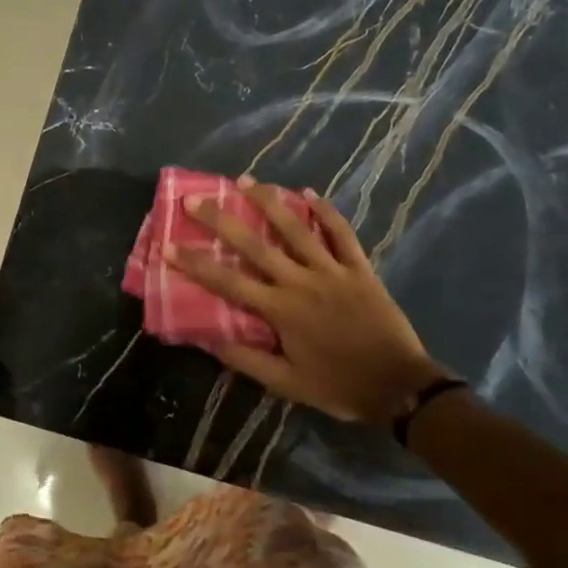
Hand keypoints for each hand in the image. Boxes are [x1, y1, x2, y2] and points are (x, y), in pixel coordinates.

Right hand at [169, 180, 446, 423]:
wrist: (398, 386)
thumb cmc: (338, 386)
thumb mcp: (287, 384)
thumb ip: (249, 360)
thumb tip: (211, 340)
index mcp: (280, 310)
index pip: (228, 283)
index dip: (196, 264)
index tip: (169, 246)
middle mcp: (301, 282)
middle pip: (256, 244)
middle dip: (222, 221)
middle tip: (196, 199)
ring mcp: (332, 271)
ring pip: (297, 229)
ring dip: (270, 203)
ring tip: (247, 181)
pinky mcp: (360, 269)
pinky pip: (342, 234)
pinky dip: (326, 212)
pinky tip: (309, 194)